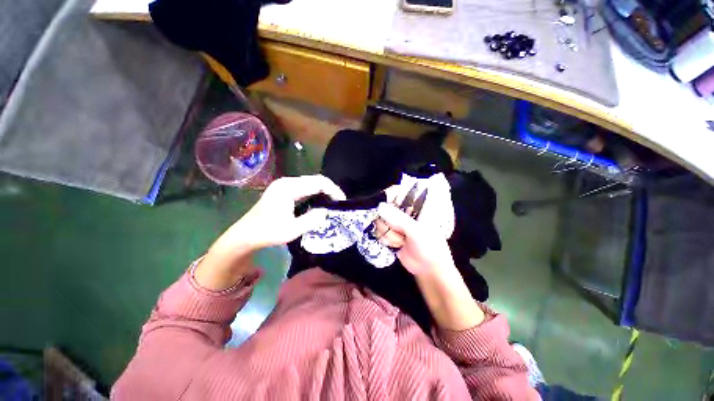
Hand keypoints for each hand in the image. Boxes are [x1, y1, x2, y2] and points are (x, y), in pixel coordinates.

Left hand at [196, 175, 344, 289]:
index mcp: (289, 188)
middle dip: (330, 189)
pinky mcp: (283, 189)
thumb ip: (312, 219)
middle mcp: (287, 182)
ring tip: (332, 201)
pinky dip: (315, 192)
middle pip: (315, 179)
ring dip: (323, 190)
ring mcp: (284, 184)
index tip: (342, 201)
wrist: (246, 235)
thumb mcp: (292, 230)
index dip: (333, 190)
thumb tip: (326, 211)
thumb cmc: (268, 232)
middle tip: (339, 202)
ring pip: (310, 182)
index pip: (318, 182)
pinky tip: (319, 201)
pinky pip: (304, 187)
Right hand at [376, 202, 455, 276]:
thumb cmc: (430, 247)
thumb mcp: (417, 231)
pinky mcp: (390, 234)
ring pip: (380, 222)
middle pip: (384, 208)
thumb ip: (399, 218)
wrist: (428, 270)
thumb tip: (380, 206)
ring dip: (389, 234)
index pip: (398, 193)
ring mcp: (395, 224)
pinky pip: (379, 232)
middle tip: (400, 231)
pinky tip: (396, 246)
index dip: (389, 197)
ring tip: (401, 241)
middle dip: (389, 223)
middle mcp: (404, 213)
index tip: (386, 207)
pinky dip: (386, 240)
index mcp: (415, 206)